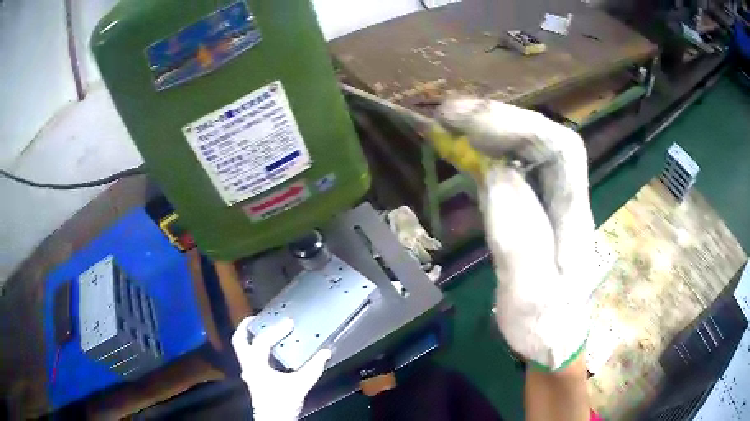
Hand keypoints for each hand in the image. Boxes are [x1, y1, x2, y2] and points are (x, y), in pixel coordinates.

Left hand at [232, 317, 330, 420]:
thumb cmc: (283, 403)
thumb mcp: (300, 385)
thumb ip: (313, 369)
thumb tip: (325, 352)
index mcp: (256, 365)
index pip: (262, 341)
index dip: (275, 330)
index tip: (289, 322)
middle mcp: (248, 366)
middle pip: (238, 340)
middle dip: (246, 326)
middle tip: (258, 317)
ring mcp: (248, 372)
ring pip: (241, 349)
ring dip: (250, 337)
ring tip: (263, 329)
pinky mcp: (253, 378)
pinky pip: (249, 357)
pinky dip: (256, 348)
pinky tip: (269, 351)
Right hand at [438, 98, 595, 369]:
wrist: (556, 341)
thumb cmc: (545, 328)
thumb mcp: (531, 298)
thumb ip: (519, 242)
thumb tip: (496, 177)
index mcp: (574, 217)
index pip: (559, 149)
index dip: (517, 124)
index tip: (468, 119)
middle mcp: (567, 199)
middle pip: (543, 139)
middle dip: (498, 120)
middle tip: (448, 114)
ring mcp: (552, 203)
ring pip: (528, 150)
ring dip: (490, 131)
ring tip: (450, 125)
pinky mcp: (535, 210)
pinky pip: (515, 169)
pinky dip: (488, 154)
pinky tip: (466, 152)